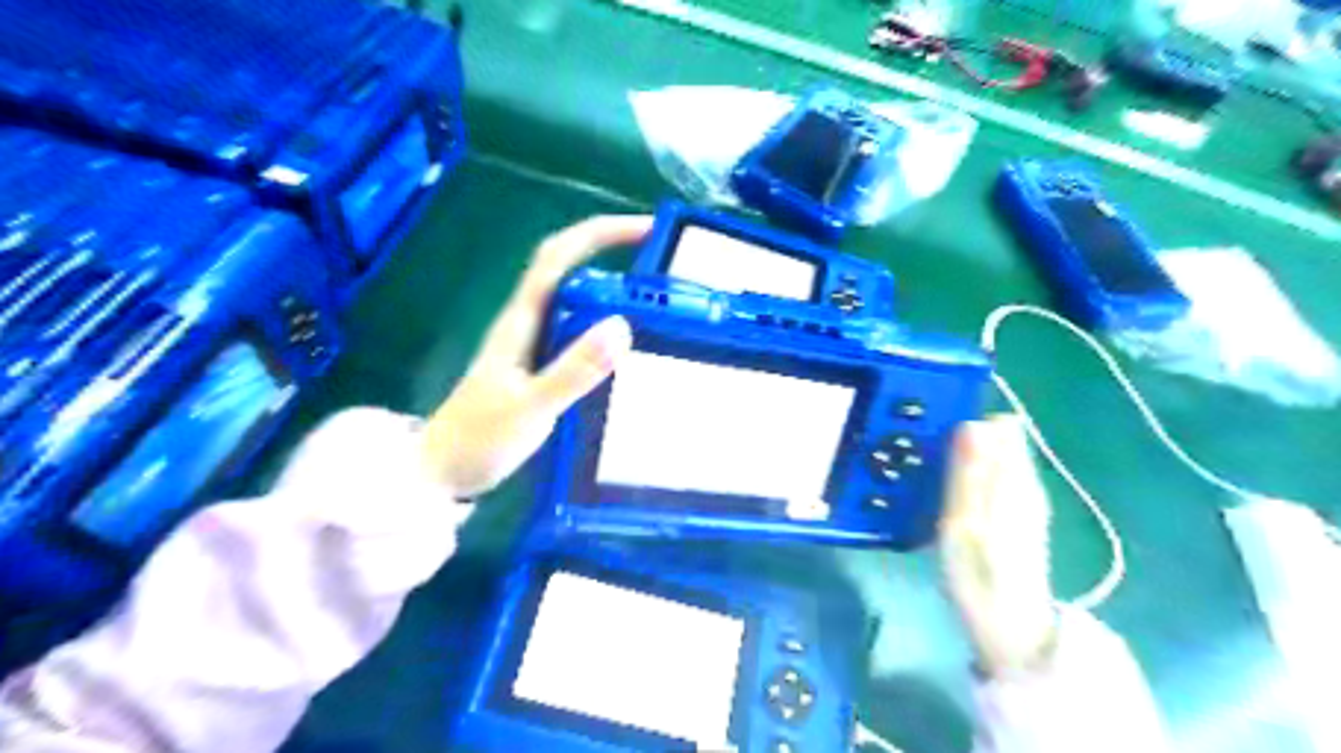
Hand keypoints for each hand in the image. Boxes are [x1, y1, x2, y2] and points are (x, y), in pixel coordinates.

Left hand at [416, 215, 649, 499]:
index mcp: (521, 321)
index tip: (646, 229)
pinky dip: (605, 329)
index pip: (558, 258)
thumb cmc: (478, 440)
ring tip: (658, 304)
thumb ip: (573, 370)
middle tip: (664, 269)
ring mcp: (532, 347)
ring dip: (613, 293)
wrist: (441, 473)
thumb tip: (622, 325)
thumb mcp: (531, 407)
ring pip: (575, 303)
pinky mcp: (538, 369)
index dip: (600, 234)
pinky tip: (628, 349)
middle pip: (570, 271)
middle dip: (614, 256)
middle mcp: (527, 324)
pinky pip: (578, 335)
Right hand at [942, 416, 1057, 678]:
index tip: (934, 430)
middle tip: (921, 453)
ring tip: (924, 470)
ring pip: (992, 458)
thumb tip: (973, 422)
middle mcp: (1024, 482)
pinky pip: (991, 477)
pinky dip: (968, 475)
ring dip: (960, 456)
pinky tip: (944, 491)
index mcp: (1013, 480)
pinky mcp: (1015, 515)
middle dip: (960, 436)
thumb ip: (968, 472)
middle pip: (996, 439)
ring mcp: (1022, 500)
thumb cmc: (979, 574)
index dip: (968, 419)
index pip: (1001, 425)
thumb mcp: (963, 521)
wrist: (1009, 626)